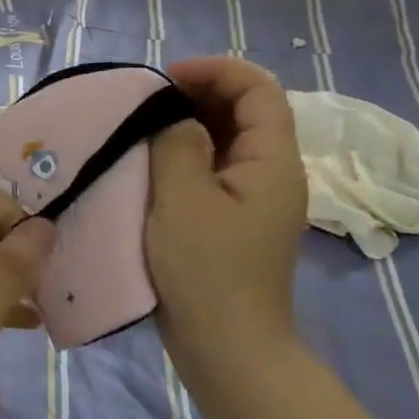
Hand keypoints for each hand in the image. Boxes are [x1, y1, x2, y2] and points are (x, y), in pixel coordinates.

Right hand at [146, 57, 308, 368]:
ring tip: (145, 127)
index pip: (258, 89)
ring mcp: (256, 199)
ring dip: (190, 124)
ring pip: (229, 140)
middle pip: (247, 110)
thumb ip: (178, 144)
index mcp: (273, 161)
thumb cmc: (205, 271)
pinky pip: (217, 170)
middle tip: (148, 101)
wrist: (227, 348)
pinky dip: (188, 155)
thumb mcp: (182, 200)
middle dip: (200, 93)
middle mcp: (274, 173)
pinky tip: (153, 164)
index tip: (164, 78)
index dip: (215, 70)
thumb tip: (176, 119)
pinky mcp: (236, 220)